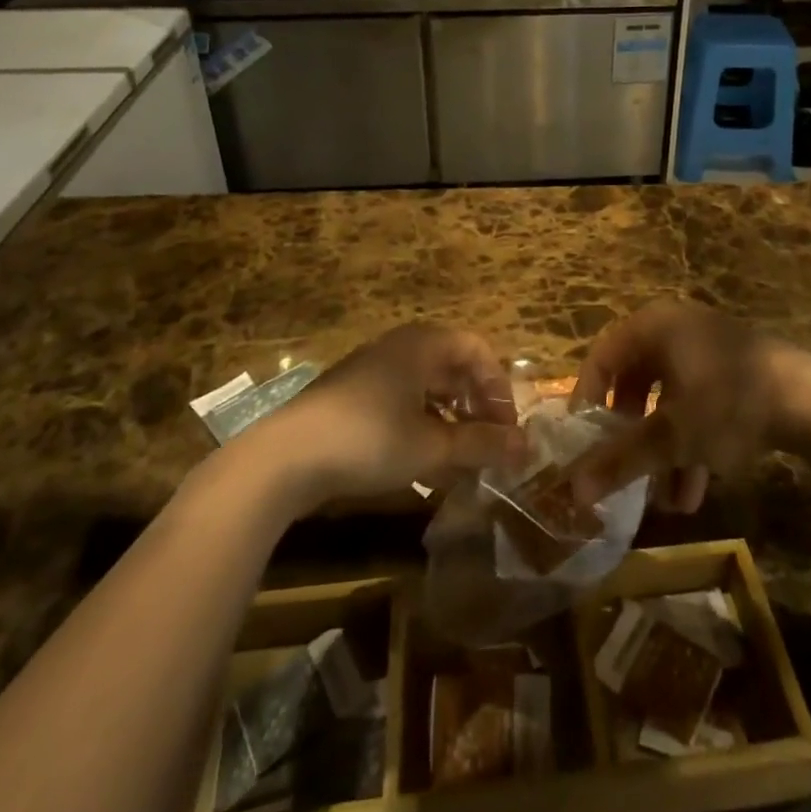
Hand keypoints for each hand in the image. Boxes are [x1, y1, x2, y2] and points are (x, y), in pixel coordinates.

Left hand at [271, 324, 526, 505]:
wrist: (284, 458)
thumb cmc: (369, 439)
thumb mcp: (433, 446)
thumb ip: (482, 445)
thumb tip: (526, 447)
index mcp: (422, 345)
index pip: (476, 350)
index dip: (498, 387)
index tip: (506, 428)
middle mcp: (398, 348)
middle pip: (452, 368)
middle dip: (475, 407)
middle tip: (488, 445)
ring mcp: (370, 371)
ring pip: (426, 389)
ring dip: (449, 422)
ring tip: (461, 461)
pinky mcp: (350, 398)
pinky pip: (400, 404)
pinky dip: (420, 428)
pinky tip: (423, 467)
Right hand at [567, 301, 810, 511]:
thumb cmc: (727, 404)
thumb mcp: (670, 437)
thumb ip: (619, 460)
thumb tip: (571, 491)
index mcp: (654, 326)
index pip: (602, 356)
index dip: (587, 398)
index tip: (583, 440)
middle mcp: (678, 328)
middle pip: (636, 380)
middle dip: (630, 432)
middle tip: (621, 463)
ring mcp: (711, 348)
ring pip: (670, 399)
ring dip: (663, 449)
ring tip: (664, 500)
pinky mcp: (738, 370)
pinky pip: (699, 403)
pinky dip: (692, 442)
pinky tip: (695, 490)